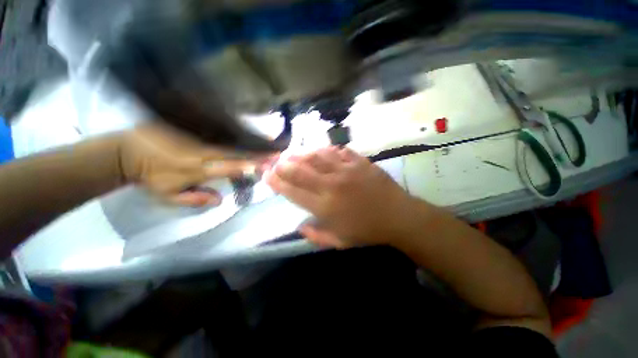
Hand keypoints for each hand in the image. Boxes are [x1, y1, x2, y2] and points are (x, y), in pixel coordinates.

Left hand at [119, 124, 267, 206]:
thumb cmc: (150, 177)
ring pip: (230, 139)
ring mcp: (197, 137)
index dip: (250, 166)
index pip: (230, 167)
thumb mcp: (168, 196)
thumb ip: (195, 199)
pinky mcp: (192, 128)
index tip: (267, 165)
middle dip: (258, 152)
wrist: (127, 151)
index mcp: (197, 169)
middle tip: (276, 151)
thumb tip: (221, 199)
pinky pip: (218, 130)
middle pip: (236, 151)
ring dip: (252, 140)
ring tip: (270, 138)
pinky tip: (249, 129)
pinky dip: (236, 130)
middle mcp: (202, 152)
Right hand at [265, 146, 416, 247]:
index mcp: (325, 207)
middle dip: (283, 164)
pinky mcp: (360, 162)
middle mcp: (332, 185)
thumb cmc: (368, 232)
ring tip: (294, 154)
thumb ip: (316, 236)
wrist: (398, 217)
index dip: (277, 182)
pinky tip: (322, 151)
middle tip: (275, 161)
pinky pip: (339, 151)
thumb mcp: (340, 242)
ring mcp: (347, 170)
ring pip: (318, 156)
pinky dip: (327, 150)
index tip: (267, 175)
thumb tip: (300, 227)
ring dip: (303, 154)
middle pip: (301, 170)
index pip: (293, 191)